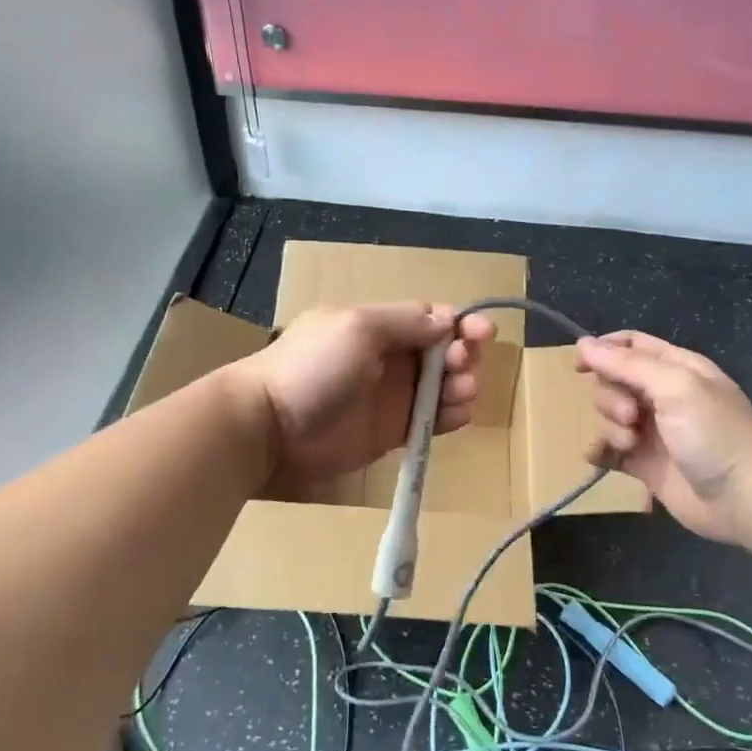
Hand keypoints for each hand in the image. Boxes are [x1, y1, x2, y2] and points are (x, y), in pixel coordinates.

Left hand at [240, 303, 496, 492]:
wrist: (269, 426)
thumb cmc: (312, 367)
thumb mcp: (357, 328)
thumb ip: (405, 322)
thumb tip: (446, 320)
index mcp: (378, 325)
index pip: (429, 318)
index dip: (459, 323)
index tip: (482, 332)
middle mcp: (388, 357)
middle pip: (441, 352)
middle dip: (463, 355)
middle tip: (463, 366)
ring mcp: (391, 396)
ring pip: (441, 387)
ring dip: (461, 386)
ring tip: (462, 392)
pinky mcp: (391, 432)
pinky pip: (430, 420)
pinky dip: (450, 416)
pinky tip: (458, 415)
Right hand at [575, 330, 751, 544]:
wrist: (745, 497)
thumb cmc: (715, 432)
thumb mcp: (675, 386)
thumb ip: (627, 364)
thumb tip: (583, 344)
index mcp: (675, 369)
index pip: (630, 345)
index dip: (602, 350)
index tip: (580, 366)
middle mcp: (662, 396)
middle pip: (613, 381)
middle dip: (611, 397)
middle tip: (632, 417)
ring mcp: (653, 431)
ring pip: (609, 416)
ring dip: (610, 426)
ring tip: (630, 444)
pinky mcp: (645, 465)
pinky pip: (609, 451)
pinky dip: (600, 451)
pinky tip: (600, 456)